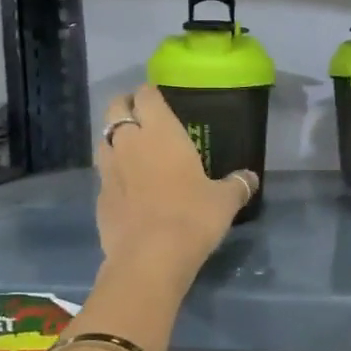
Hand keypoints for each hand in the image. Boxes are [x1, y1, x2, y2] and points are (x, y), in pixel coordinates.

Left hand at [95, 84, 256, 278]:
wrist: (149, 257)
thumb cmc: (192, 217)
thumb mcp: (224, 201)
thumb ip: (237, 185)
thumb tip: (251, 178)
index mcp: (160, 131)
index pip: (146, 95)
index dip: (150, 93)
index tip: (159, 100)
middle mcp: (129, 141)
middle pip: (115, 108)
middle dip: (126, 107)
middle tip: (141, 117)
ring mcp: (109, 169)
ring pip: (103, 139)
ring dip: (115, 139)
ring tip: (131, 150)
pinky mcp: (98, 196)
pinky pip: (103, 173)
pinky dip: (112, 173)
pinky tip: (126, 187)